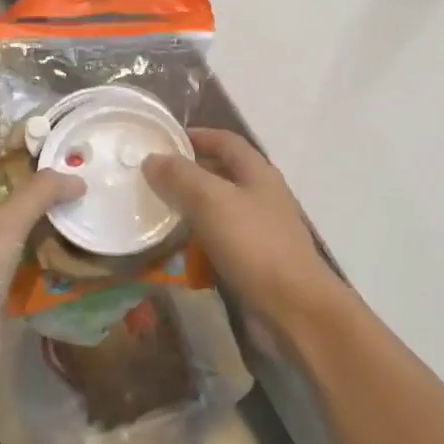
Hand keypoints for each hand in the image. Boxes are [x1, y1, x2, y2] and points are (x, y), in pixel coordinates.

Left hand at [0, 158, 83, 392]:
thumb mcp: (5, 223)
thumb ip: (39, 195)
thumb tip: (75, 179)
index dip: (12, 156)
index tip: (49, 148)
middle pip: (7, 204)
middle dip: (38, 193)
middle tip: (76, 182)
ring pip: (21, 237)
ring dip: (47, 228)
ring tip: (83, 215)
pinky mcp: (1, 293)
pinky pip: (29, 269)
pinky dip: (50, 262)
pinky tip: (77, 257)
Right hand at [142, 128, 339, 336]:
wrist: (293, 307)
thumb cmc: (254, 245)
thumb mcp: (212, 201)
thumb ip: (181, 177)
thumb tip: (152, 158)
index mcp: (258, 173)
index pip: (225, 141)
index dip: (196, 136)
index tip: (162, 141)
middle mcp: (261, 196)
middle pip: (221, 174)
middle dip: (188, 174)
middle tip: (150, 179)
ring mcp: (260, 230)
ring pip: (218, 210)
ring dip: (190, 209)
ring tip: (155, 212)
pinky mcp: (253, 261)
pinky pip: (219, 241)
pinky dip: (197, 241)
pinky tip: (176, 250)